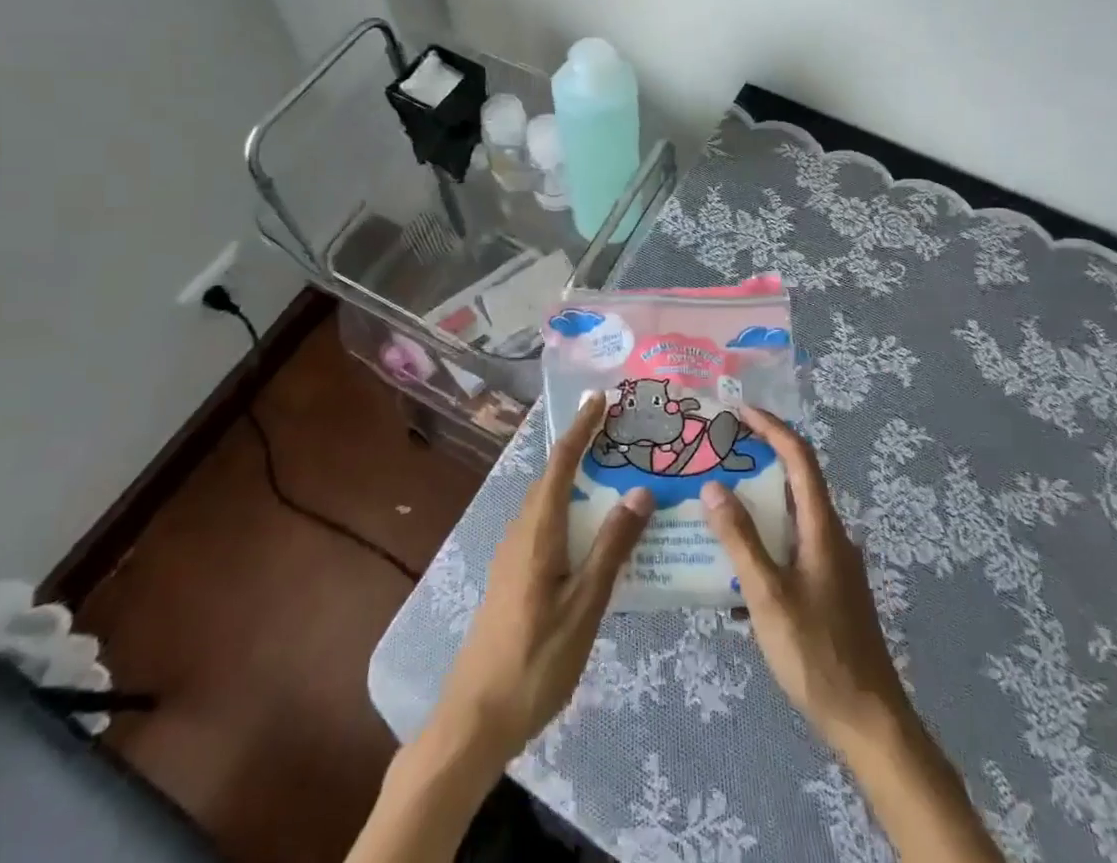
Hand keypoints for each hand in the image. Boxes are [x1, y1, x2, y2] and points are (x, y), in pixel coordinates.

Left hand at [434, 393, 653, 762]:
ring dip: (577, 479)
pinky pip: (545, 524)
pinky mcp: (513, 575)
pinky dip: (570, 509)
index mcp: (538, 530)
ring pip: (548, 501)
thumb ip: (612, 547)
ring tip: (614, 474)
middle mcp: (521, 531)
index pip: (561, 461)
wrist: (475, 719)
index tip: (601, 397)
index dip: (581, 426)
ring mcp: (513, 554)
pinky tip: (592, 531)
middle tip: (621, 434)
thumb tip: (640, 490)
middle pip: (553, 475)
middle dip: (583, 447)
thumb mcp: (584, 606)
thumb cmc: (535, 660)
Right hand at [701, 406, 913, 754]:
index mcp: (822, 527)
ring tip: (717, 503)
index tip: (738, 411)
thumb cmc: (817, 654)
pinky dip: (765, 539)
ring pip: (792, 516)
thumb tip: (713, 487)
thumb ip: (740, 540)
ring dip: (758, 503)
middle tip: (718, 455)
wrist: (870, 722)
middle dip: (759, 460)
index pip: (799, 457)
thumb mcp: (768, 596)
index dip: (771, 427)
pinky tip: (735, 568)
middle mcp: (831, 535)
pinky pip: (793, 545)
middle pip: (796, 481)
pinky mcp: (829, 588)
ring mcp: (833, 563)